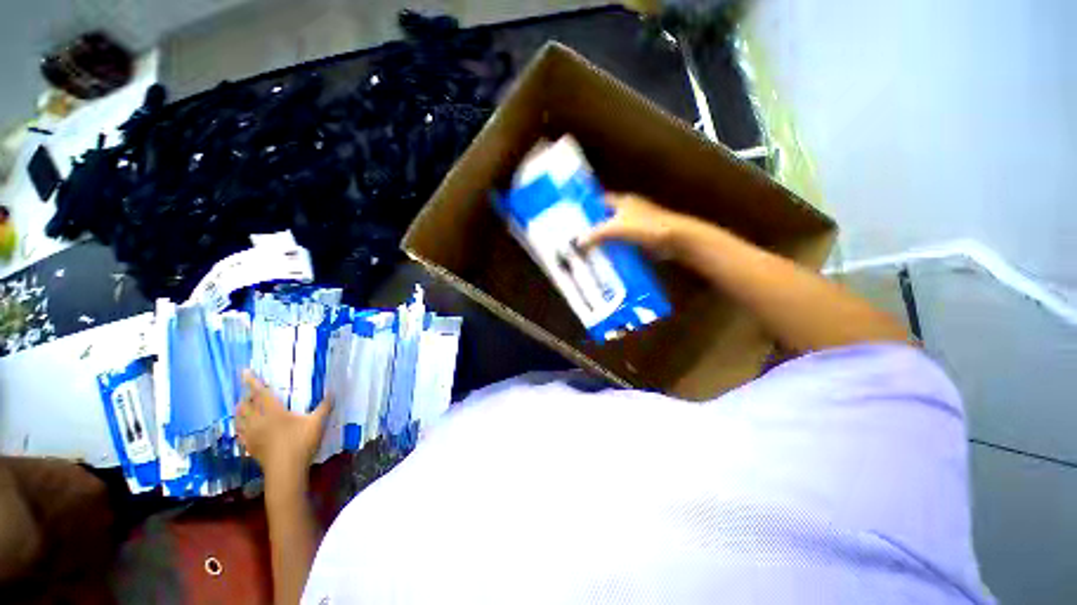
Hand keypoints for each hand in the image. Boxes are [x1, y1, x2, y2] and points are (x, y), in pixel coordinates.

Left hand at [236, 371, 329, 482]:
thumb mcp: (317, 423)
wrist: (286, 470)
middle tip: (250, 391)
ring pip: (239, 418)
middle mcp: (258, 420)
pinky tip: (243, 427)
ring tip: (243, 406)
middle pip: (246, 405)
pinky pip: (240, 432)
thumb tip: (333, 391)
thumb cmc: (301, 443)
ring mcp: (251, 434)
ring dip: (240, 410)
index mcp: (273, 412)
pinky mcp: (249, 446)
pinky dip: (240, 425)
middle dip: (246, 396)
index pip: (260, 393)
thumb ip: (325, 406)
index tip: (243, 372)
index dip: (252, 382)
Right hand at [577, 193, 692, 256]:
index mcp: (622, 201)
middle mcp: (629, 209)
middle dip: (594, 226)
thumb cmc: (645, 227)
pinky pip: (623, 241)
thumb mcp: (616, 229)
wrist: (675, 239)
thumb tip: (578, 242)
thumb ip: (596, 234)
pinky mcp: (642, 237)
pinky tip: (606, 257)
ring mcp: (637, 223)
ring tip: (588, 249)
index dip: (588, 208)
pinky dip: (615, 247)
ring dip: (604, 239)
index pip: (600, 201)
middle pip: (606, 217)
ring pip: (615, 230)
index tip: (575, 220)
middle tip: (579, 238)